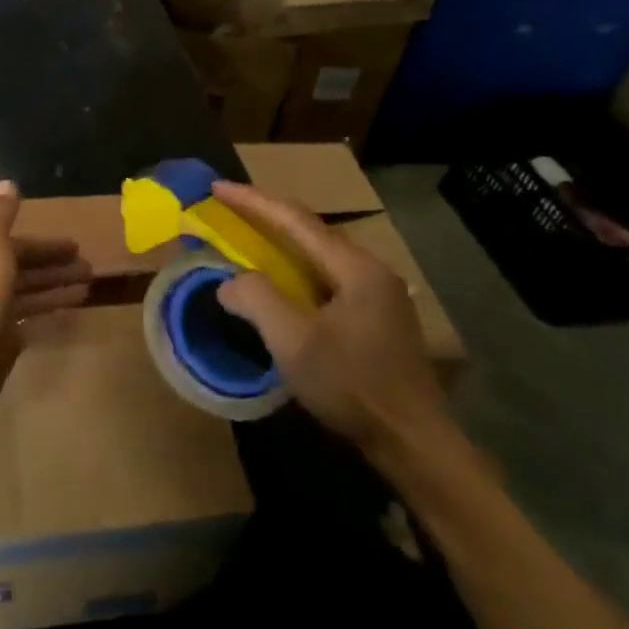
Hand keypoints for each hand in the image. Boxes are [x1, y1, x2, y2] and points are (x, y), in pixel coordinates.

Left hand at [0, 180, 92, 411]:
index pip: (20, 247)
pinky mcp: (3, 344)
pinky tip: (70, 315)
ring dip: (58, 290)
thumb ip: (0, 216)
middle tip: (90, 269)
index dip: (47, 246)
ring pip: (32, 297)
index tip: (77, 246)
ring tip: (88, 288)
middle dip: (57, 268)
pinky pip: (31, 323)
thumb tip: (6, 182)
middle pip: (27, 271)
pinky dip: (49, 316)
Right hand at [209, 181, 451, 457]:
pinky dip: (295, 271)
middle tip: (228, 209)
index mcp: (355, 268)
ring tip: (247, 237)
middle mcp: (371, 271)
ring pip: (320, 257)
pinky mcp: (377, 320)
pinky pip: (327, 279)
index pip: (295, 220)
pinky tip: (281, 283)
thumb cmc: (351, 385)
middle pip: (311, 232)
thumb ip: (257, 299)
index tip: (217, 187)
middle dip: (267, 217)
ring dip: (281, 244)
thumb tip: (230, 281)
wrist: (412, 441)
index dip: (252, 201)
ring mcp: (379, 296)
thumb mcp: (294, 342)